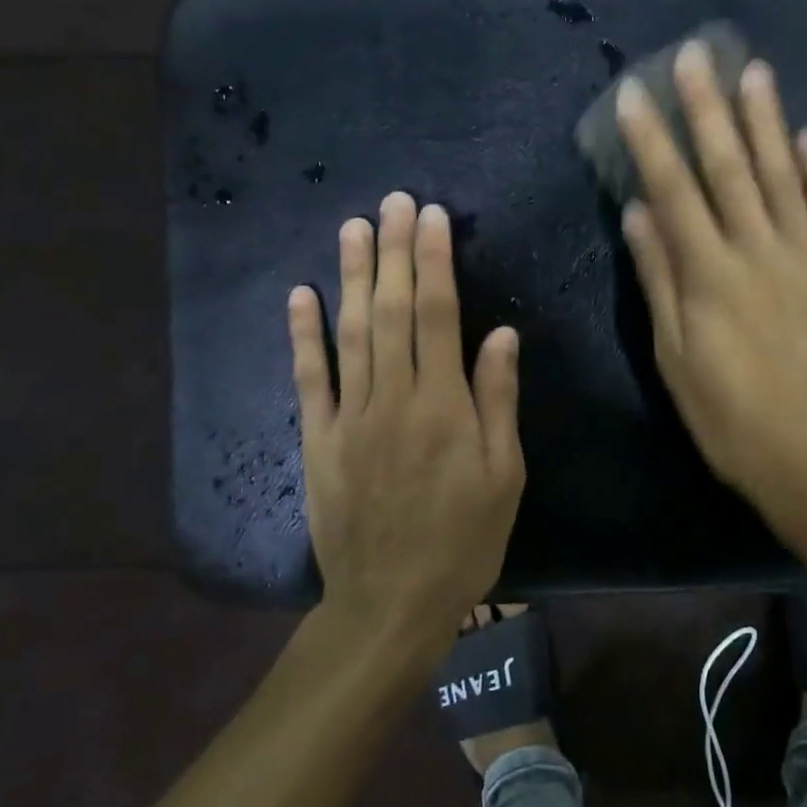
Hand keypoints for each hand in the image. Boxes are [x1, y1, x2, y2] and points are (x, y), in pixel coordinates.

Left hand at [289, 192, 525, 656]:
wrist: (390, 604)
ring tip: (354, 227)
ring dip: (352, 276)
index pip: (437, 314)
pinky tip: (301, 294)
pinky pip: (309, 378)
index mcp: (444, 405)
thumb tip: (500, 333)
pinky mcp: (318, 439)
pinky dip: (304, 335)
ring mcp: (350, 416)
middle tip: (393, 201)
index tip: (432, 217)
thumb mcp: (505, 475)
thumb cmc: (463, 539)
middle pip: (391, 310)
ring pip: (351, 332)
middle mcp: (394, 398)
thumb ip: (499, 400)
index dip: (434, 261)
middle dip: (394, 251)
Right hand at [616, 44, 806, 536]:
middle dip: (708, 107)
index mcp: (710, 273)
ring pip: (783, 175)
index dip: (653, 139)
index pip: (674, 190)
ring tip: (754, 71)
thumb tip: (638, 214)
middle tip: (696, 54)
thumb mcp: (676, 357)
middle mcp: (759, 251)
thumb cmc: (731, 416)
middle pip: (729, 167)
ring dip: (767, 121)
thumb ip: (660, 280)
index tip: (637, 93)